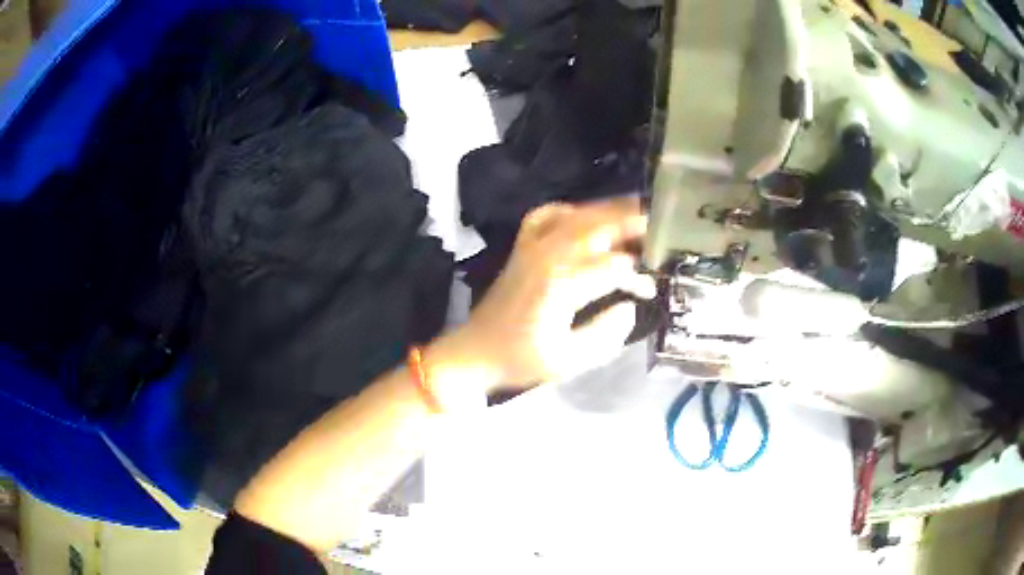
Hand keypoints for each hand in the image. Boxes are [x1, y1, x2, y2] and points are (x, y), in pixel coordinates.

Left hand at [455, 197, 655, 386]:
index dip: (639, 274)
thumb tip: (629, 306)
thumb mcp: (568, 360)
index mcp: (561, 284)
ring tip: (639, 213)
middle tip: (663, 224)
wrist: (476, 350)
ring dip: (610, 211)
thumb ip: (605, 334)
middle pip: (599, 226)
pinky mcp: (523, 245)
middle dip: (634, 222)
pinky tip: (588, 217)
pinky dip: (572, 210)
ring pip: (578, 214)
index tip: (654, 286)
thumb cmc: (522, 359)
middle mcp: (548, 255)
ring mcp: (532, 245)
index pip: (614, 265)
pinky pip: (547, 214)